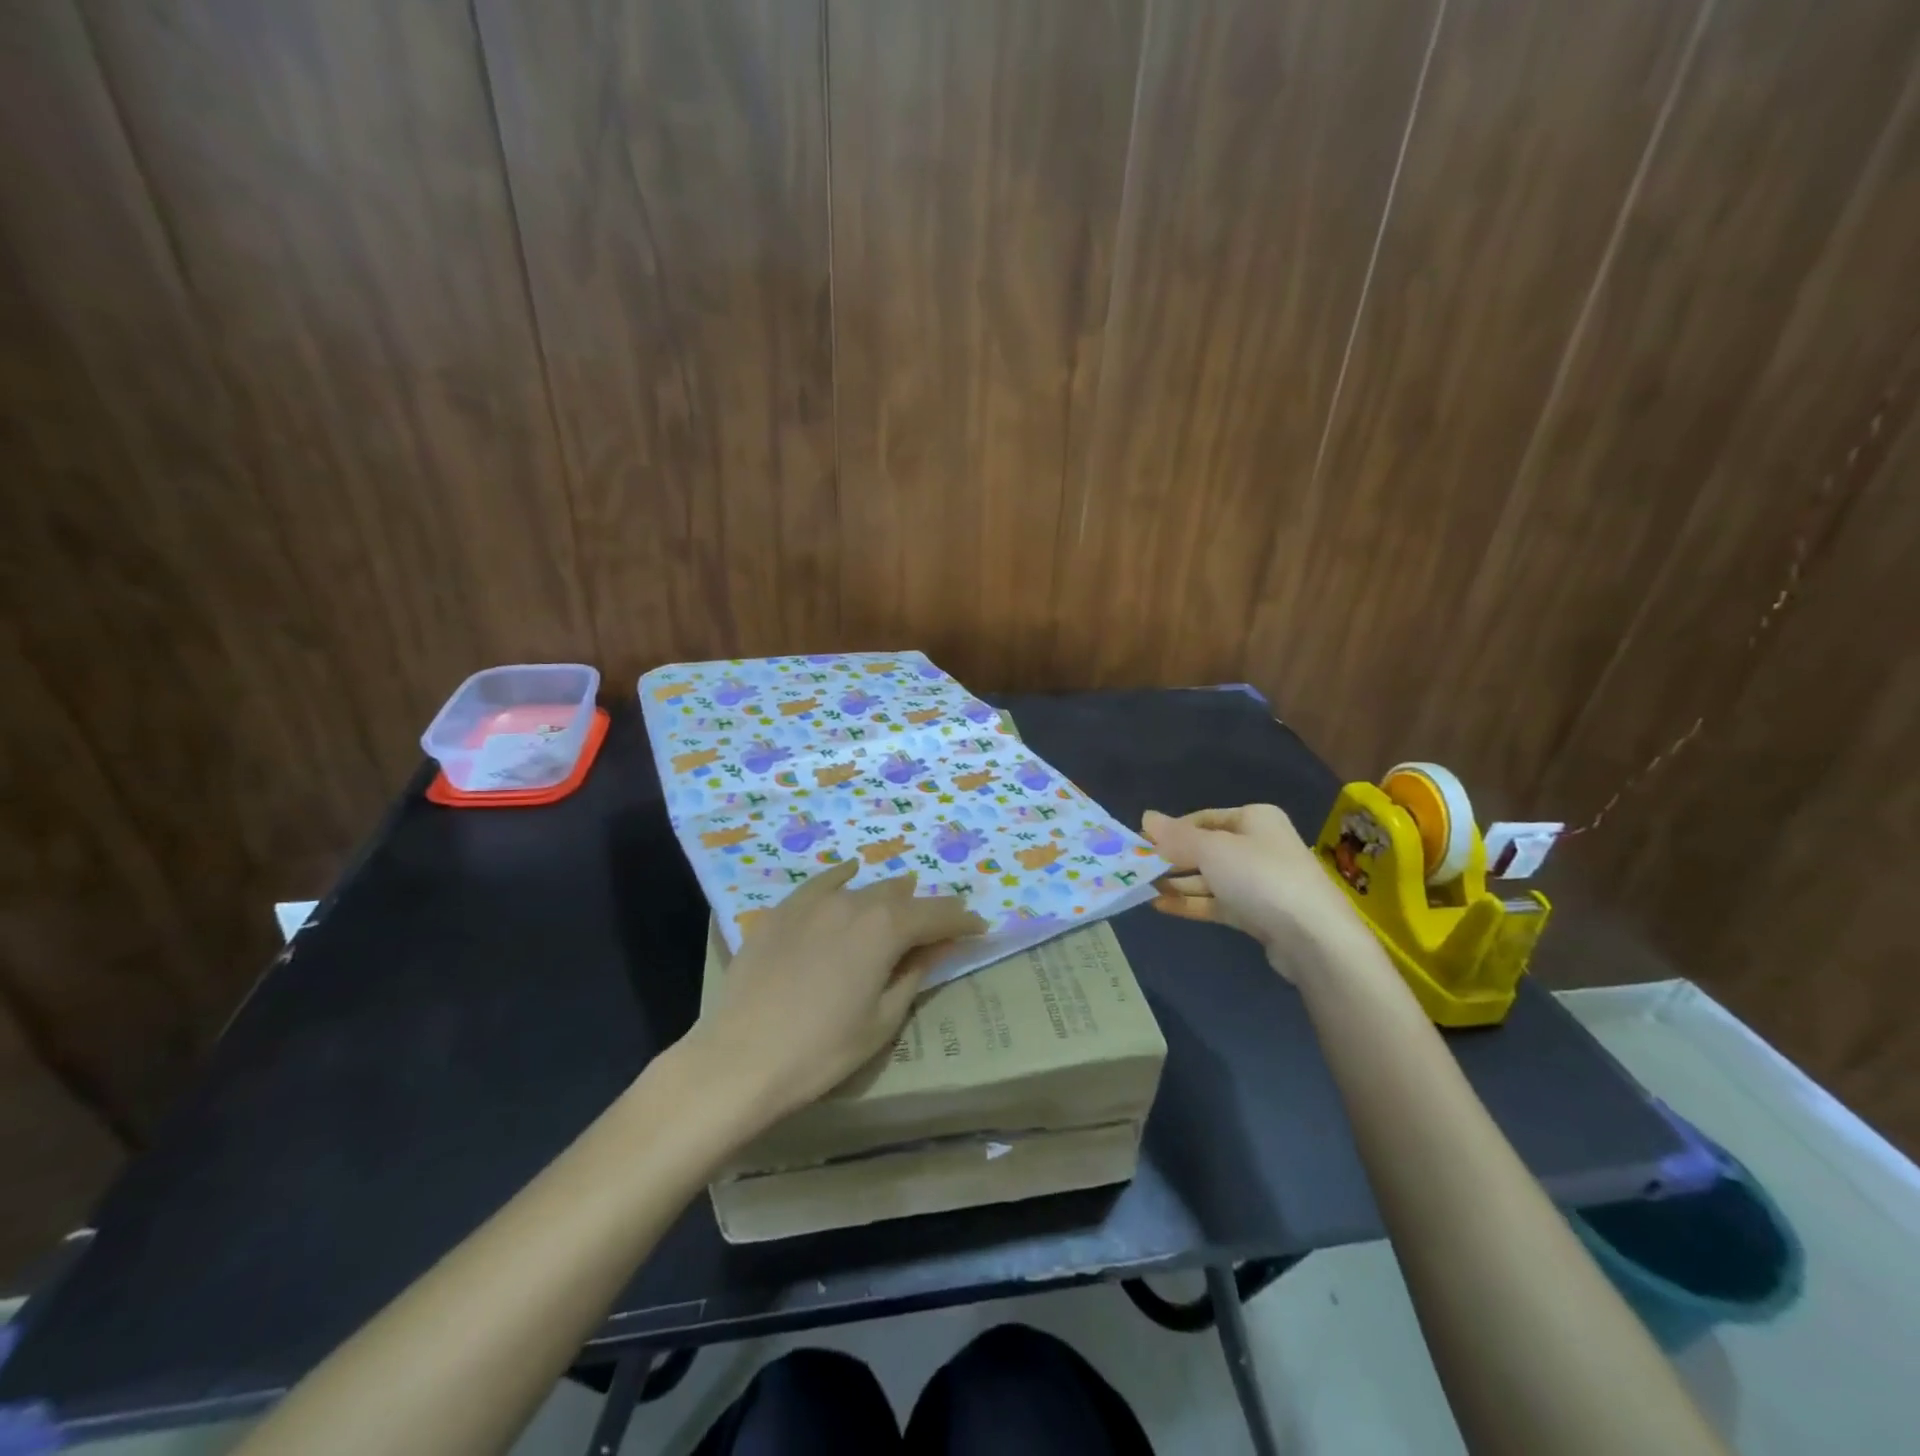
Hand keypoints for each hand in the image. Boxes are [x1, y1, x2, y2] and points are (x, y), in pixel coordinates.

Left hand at [685, 860, 985, 1127]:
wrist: (741, 1060)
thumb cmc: (822, 1050)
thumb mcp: (882, 1020)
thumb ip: (914, 974)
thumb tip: (936, 947)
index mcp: (885, 929)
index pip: (936, 916)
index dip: (962, 921)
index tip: (980, 927)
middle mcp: (853, 902)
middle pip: (901, 898)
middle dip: (927, 908)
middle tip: (944, 921)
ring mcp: (813, 903)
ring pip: (863, 888)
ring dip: (888, 895)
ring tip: (904, 897)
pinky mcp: (782, 911)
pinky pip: (821, 884)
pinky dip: (841, 877)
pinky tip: (850, 870)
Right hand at [1142, 804, 1370, 979]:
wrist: (1313, 937)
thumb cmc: (1260, 877)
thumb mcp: (1211, 849)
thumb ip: (1176, 836)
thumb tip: (1146, 817)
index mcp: (1254, 819)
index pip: (1203, 818)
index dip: (1172, 830)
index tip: (1142, 843)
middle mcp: (1259, 846)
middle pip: (1206, 849)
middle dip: (1172, 859)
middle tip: (1137, 869)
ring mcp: (1260, 882)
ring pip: (1210, 878)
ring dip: (1178, 883)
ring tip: (1142, 888)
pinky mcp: (1259, 915)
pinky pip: (1218, 903)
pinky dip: (1191, 903)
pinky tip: (1161, 906)